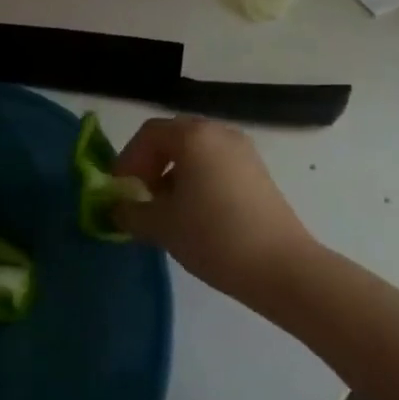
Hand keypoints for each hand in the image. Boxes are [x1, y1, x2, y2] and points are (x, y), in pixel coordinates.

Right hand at [113, 116, 316, 305]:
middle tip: (140, 197)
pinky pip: (217, 164)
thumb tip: (117, 208)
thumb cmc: (214, 236)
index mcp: (194, 136)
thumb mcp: (162, 226)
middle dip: (150, 164)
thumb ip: (130, 212)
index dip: (128, 160)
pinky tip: (196, 214)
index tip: (120, 191)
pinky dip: (198, 179)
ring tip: (167, 210)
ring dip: (174, 173)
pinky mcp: (258, 172)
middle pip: (174, 137)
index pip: (149, 134)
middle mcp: (220, 132)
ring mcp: (243, 151)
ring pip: (197, 151)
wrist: (282, 267)